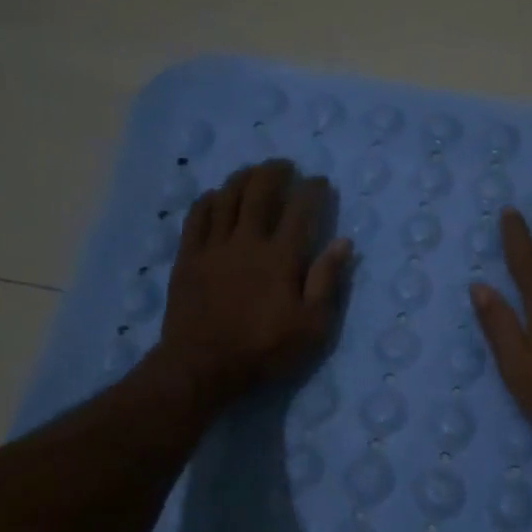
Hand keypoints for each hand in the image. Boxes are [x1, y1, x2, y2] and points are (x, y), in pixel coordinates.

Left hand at [159, 160, 351, 404]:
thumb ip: (327, 281)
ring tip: (253, 171)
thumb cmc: (264, 350)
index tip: (320, 181)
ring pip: (226, 198)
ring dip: (242, 178)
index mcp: (281, 257)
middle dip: (274, 172)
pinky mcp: (188, 257)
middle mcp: (247, 241)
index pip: (301, 210)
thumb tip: (343, 243)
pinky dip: (208, 200)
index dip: (312, 190)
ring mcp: (213, 246)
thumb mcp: (312, 326)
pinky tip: (215, 196)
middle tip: (285, 166)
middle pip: (260, 192)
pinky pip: (197, 217)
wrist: (202, 366)